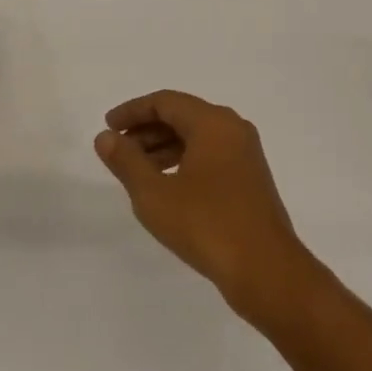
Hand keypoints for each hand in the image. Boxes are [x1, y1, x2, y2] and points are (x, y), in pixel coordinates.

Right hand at [95, 91, 315, 318]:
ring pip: (197, 136)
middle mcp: (233, 128)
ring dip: (164, 146)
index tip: (108, 127)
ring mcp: (245, 153)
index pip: (166, 101)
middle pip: (182, 115)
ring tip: (135, 170)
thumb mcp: (155, 195)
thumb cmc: (206, 225)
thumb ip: (127, 162)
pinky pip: (210, 154)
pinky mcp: (250, 177)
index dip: (133, 111)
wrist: (266, 269)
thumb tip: (105, 137)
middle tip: (117, 150)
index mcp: (213, 122)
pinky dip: (184, 160)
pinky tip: (166, 185)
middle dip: (147, 129)